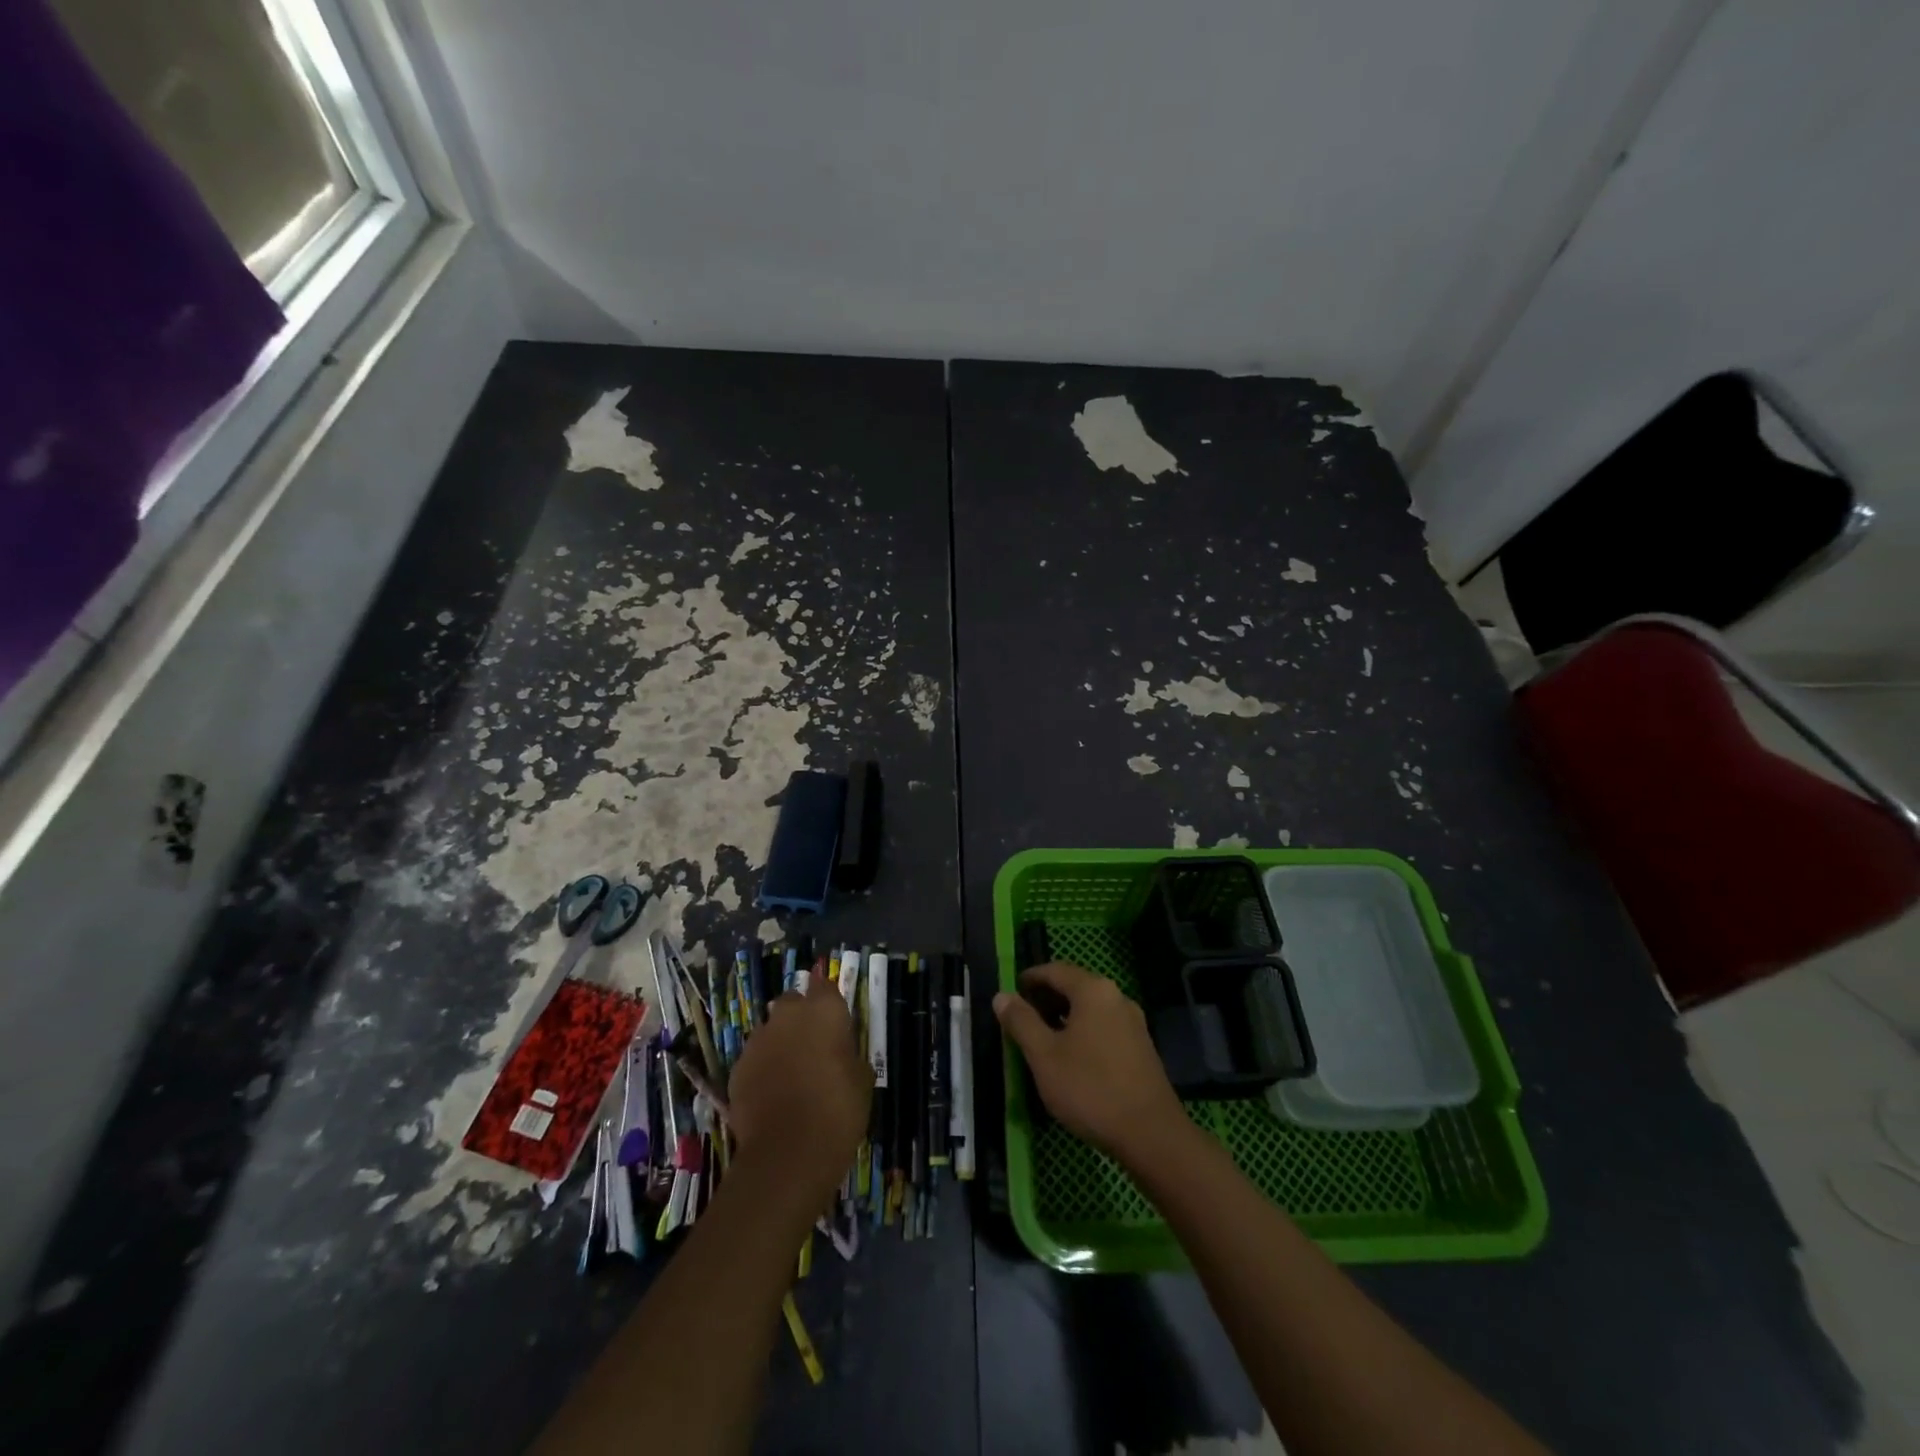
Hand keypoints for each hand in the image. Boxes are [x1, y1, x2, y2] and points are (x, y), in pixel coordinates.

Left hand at [726, 973, 872, 1210]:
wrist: (787, 1153)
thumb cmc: (837, 1110)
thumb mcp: (862, 1079)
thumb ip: (849, 1053)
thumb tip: (840, 1051)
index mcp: (824, 1010)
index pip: (827, 986)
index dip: (831, 1002)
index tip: (837, 1021)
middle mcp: (788, 1015)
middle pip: (794, 1002)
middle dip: (802, 1017)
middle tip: (815, 1045)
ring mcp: (758, 1039)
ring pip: (771, 1030)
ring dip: (781, 1042)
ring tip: (793, 1073)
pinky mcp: (737, 1067)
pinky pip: (755, 1058)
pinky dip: (764, 1068)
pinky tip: (773, 1094)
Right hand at [994, 961, 1187, 1165]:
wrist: (1151, 1134)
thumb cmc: (1090, 1088)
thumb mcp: (1044, 1056)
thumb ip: (1021, 1022)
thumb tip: (1002, 996)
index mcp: (1093, 991)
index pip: (1054, 970)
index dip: (1030, 978)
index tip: (1011, 992)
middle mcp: (1116, 997)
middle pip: (1074, 986)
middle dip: (1046, 998)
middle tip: (1022, 1018)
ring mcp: (1133, 1022)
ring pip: (1090, 1009)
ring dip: (1064, 1016)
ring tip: (1042, 1039)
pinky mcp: (1141, 1047)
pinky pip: (1104, 1027)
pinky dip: (1083, 1031)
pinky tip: (1072, 1058)